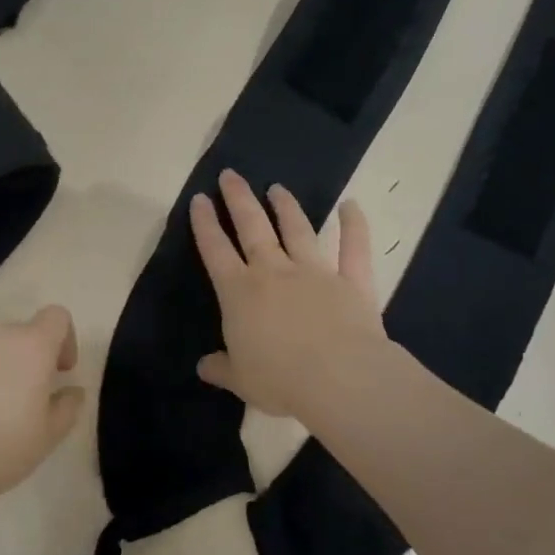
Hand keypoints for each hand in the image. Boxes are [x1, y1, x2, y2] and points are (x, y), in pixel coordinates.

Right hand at [191, 170, 387, 421]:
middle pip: (252, 227)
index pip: (215, 251)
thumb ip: (221, 368)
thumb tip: (203, 366)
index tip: (199, 199)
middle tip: (231, 174)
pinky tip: (351, 205)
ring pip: (297, 230)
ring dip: (286, 207)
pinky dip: (354, 225)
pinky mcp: (351, 281)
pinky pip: (354, 248)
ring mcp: (314, 272)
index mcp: (239, 292)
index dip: (205, 224)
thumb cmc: (280, 379)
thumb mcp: (240, 380)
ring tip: (277, 187)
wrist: (339, 379)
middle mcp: (274, 272)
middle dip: (239, 199)